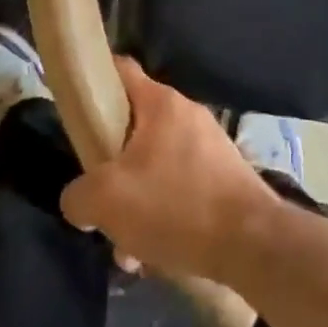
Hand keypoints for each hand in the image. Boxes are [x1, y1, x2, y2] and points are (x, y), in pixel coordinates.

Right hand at [61, 56, 281, 283]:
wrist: (252, 243)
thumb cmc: (175, 205)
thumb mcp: (107, 200)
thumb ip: (78, 195)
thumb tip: (78, 200)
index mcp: (161, 103)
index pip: (120, 70)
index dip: (94, 80)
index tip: (75, 107)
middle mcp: (187, 115)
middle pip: (133, 128)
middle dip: (112, 167)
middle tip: (99, 200)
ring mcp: (209, 146)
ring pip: (155, 166)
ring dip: (136, 202)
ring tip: (128, 249)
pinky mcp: (223, 177)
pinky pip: (179, 189)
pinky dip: (163, 216)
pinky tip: (156, 256)